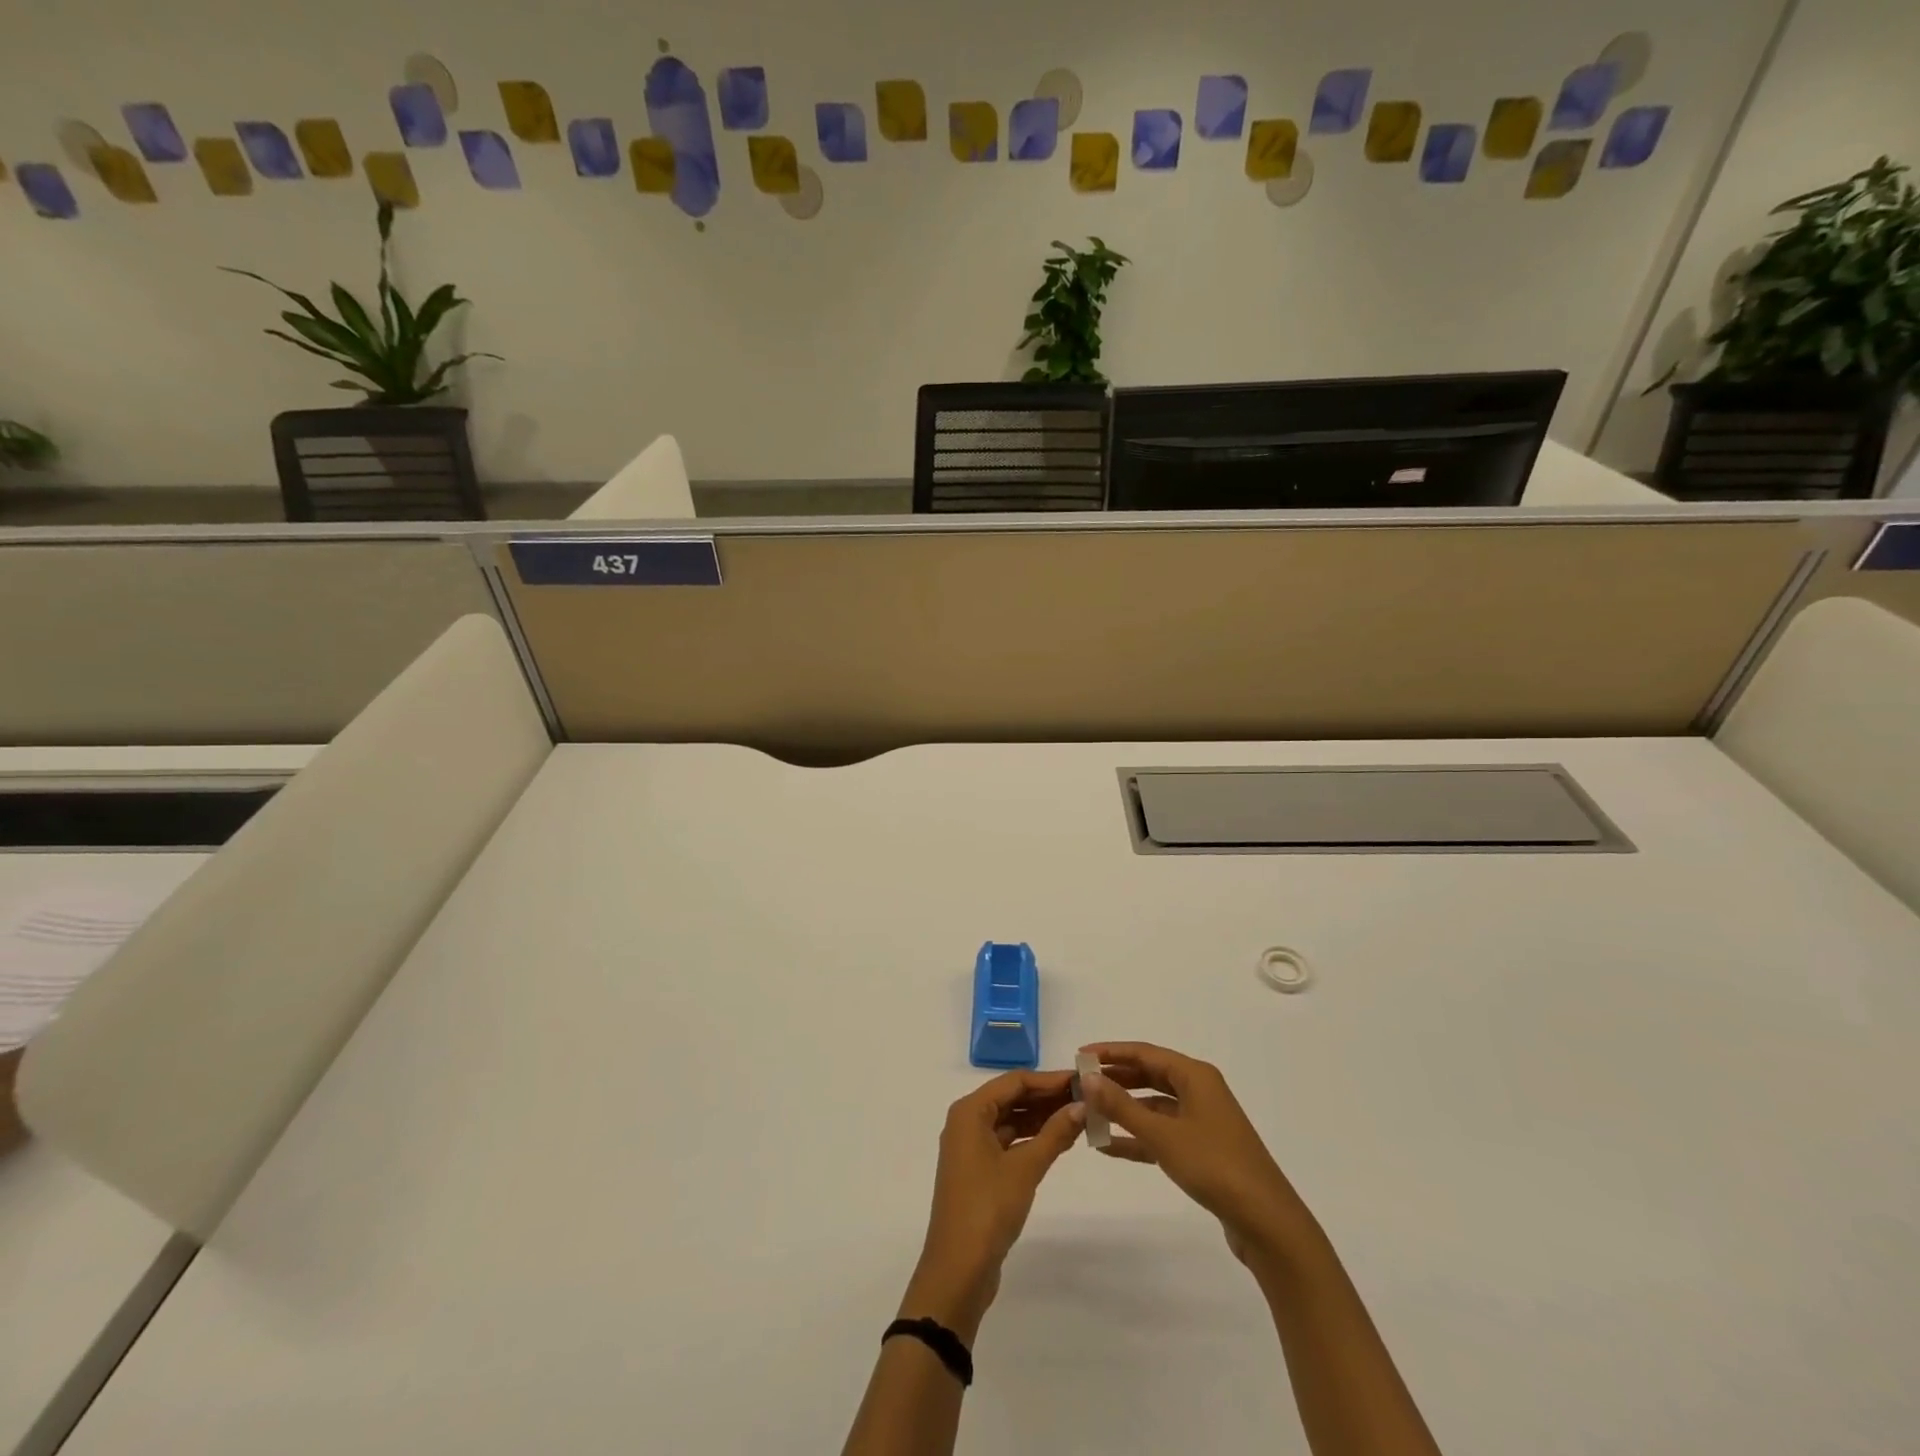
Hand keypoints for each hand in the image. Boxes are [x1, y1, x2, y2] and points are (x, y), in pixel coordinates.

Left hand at [904, 1069, 1084, 1338]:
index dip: (1048, 1079)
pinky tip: (1058, 1141)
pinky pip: (1008, 1142)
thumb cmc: (988, 1208)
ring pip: (1010, 1121)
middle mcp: (966, 1122)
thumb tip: (1082, 1105)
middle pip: (1011, 1098)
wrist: (958, 1269)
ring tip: (1078, 1117)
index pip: (1014, 1081)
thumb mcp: (1026, 1168)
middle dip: (1046, 1097)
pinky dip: (1031, 1139)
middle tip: (1085, 1098)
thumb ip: (1055, 1133)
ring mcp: (971, 1148)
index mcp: (969, 1111)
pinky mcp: (978, 1171)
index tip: (1081, 1080)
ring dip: (1041, 1118)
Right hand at [1081, 1041, 1314, 1267]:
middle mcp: (1200, 1091)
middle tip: (1081, 1084)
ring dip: (1124, 1110)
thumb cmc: (1215, 1166)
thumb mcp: (1163, 1135)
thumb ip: (1122, 1107)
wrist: (1267, 1223)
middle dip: (1115, 1079)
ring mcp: (1203, 1121)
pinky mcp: (1203, 1150)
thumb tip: (1089, 1078)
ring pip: (1154, 1105)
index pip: (1145, 1053)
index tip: (1080, 1054)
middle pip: (1150, 1075)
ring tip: (1089, 1114)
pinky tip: (1109, 1146)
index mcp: (1195, 1076)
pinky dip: (1138, 1137)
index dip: (1111, 1052)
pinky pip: (1162, 1133)